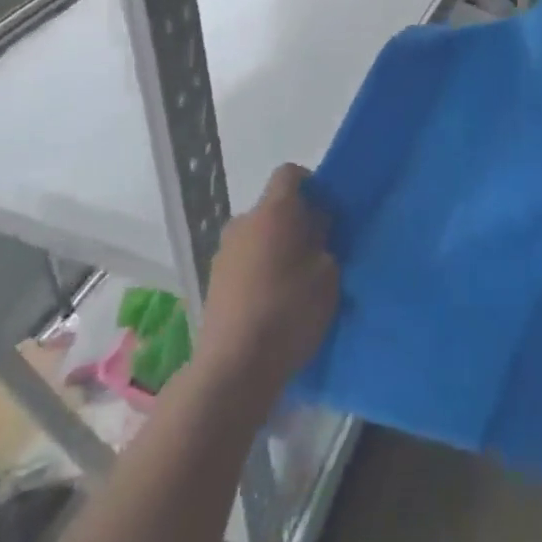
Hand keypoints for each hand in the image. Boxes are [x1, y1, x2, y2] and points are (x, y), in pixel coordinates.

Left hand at [198, 165, 338, 402]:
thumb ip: (324, 242)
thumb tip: (315, 230)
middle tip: (318, 251)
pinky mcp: (213, 283)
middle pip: (273, 208)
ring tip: (295, 283)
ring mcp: (223, 253)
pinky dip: (259, 272)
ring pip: (257, 237)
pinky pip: (244, 263)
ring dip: (275, 249)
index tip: (327, 212)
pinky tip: (272, 304)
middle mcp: (243, 222)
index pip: (289, 174)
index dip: (311, 185)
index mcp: (273, 211)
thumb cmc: (288, 311)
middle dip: (295, 222)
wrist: (234, 368)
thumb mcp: (327, 274)